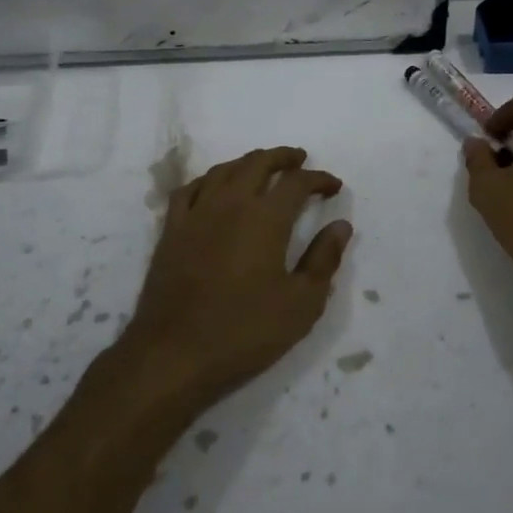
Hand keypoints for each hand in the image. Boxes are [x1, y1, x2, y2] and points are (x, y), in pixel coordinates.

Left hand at [122, 147, 352, 409]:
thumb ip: (324, 259)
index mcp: (265, 218)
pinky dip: (210, 180)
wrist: (174, 354)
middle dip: (283, 158)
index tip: (333, 186)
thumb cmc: (245, 331)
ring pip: (224, 171)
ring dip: (248, 163)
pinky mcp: (171, 231)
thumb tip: (340, 226)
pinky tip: (214, 188)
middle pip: (258, 163)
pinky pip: (190, 189)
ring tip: (262, 168)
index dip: (319, 179)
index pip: (297, 183)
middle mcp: (230, 204)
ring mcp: (196, 214)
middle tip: (299, 160)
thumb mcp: (301, 304)